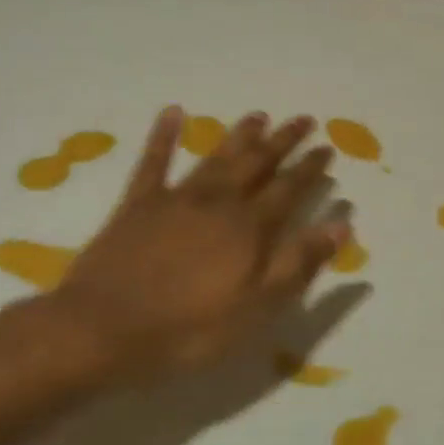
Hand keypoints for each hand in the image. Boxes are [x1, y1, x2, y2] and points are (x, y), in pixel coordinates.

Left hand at [46, 107, 348, 379]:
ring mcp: (175, 200)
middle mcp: (218, 203)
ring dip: (239, 136)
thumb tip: (341, 225)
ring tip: (258, 116)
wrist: (102, 331)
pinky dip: (163, 136)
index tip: (327, 148)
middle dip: (283, 141)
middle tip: (303, 120)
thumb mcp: (259, 307)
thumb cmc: (190, 329)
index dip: (310, 169)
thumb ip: (300, 262)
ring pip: (215, 158)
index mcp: (250, 229)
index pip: (289, 189)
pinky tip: (173, 113)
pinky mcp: (136, 206)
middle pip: (257, 164)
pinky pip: (153, 162)